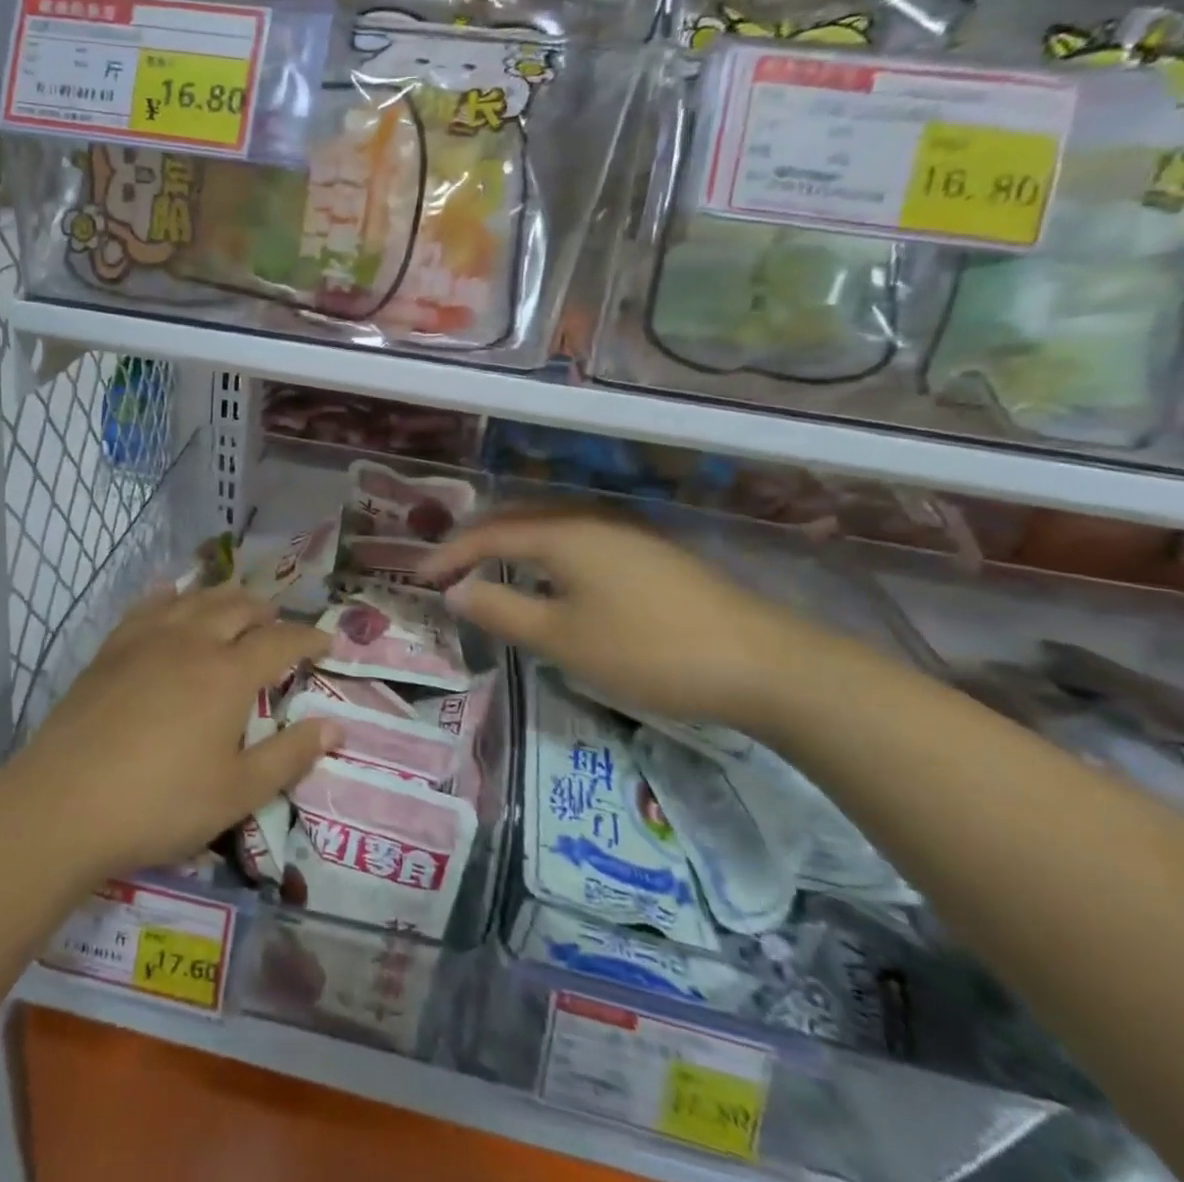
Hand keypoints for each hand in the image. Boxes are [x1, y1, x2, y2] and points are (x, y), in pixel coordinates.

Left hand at [13, 586, 337, 879]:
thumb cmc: (160, 803)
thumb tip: (336, 726)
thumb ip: (290, 756)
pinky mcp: (112, 648)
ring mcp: (147, 639)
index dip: (308, 638)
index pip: (280, 642)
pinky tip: (172, 596)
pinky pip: (149, 606)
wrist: (65, 802)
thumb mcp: (237, 792)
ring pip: (195, 599)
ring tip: (236, 602)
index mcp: (228, 674)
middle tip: (279, 621)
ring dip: (224, 596)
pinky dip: (171, 596)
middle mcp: (193, 642)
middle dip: (266, 610)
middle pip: (238, 608)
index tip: (327, 641)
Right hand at [419, 509, 849, 733]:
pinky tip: (549, 578)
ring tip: (486, 569)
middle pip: (518, 519)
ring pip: (551, 528)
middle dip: (476, 541)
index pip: (489, 533)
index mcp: (564, 533)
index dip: (450, 553)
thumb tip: (455, 591)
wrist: (763, 663)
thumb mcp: (562, 638)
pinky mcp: (649, 555)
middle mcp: (591, 520)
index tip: (420, 577)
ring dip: (511, 545)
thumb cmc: (648, 650)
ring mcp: (625, 534)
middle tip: (447, 568)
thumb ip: (502, 610)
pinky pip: (577, 541)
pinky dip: (544, 554)